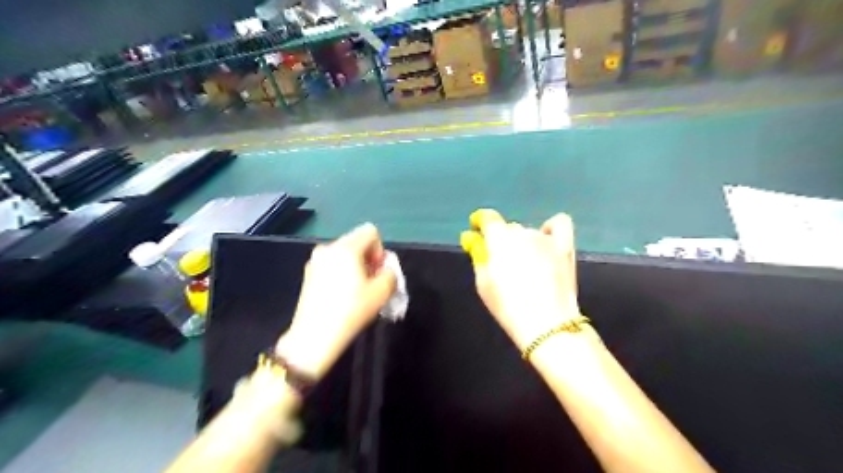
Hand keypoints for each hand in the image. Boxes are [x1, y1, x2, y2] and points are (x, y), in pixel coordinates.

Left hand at [275, 224, 397, 380]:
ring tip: (356, 290)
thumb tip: (384, 268)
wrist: (314, 337)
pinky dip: (341, 273)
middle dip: (368, 258)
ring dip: (355, 266)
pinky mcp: (308, 274)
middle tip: (370, 283)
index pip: (371, 232)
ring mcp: (315, 261)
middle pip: (356, 242)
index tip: (376, 272)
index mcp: (346, 248)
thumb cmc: (351, 311)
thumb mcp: (382, 292)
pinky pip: (332, 264)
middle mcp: (328, 248)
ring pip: (344, 254)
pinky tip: (341, 295)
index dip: (380, 250)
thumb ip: (390, 273)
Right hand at [461, 211, 586, 350]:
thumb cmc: (507, 305)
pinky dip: (550, 228)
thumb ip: (478, 256)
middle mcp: (523, 232)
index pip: (488, 218)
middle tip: (502, 264)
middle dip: (502, 241)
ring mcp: (546, 238)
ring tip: (525, 266)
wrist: (546, 324)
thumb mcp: (483, 283)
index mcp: (500, 238)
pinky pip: (559, 224)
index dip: (480, 221)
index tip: (475, 228)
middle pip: (508, 229)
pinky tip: (546, 240)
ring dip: (523, 244)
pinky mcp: (565, 247)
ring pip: (529, 233)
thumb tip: (473, 239)